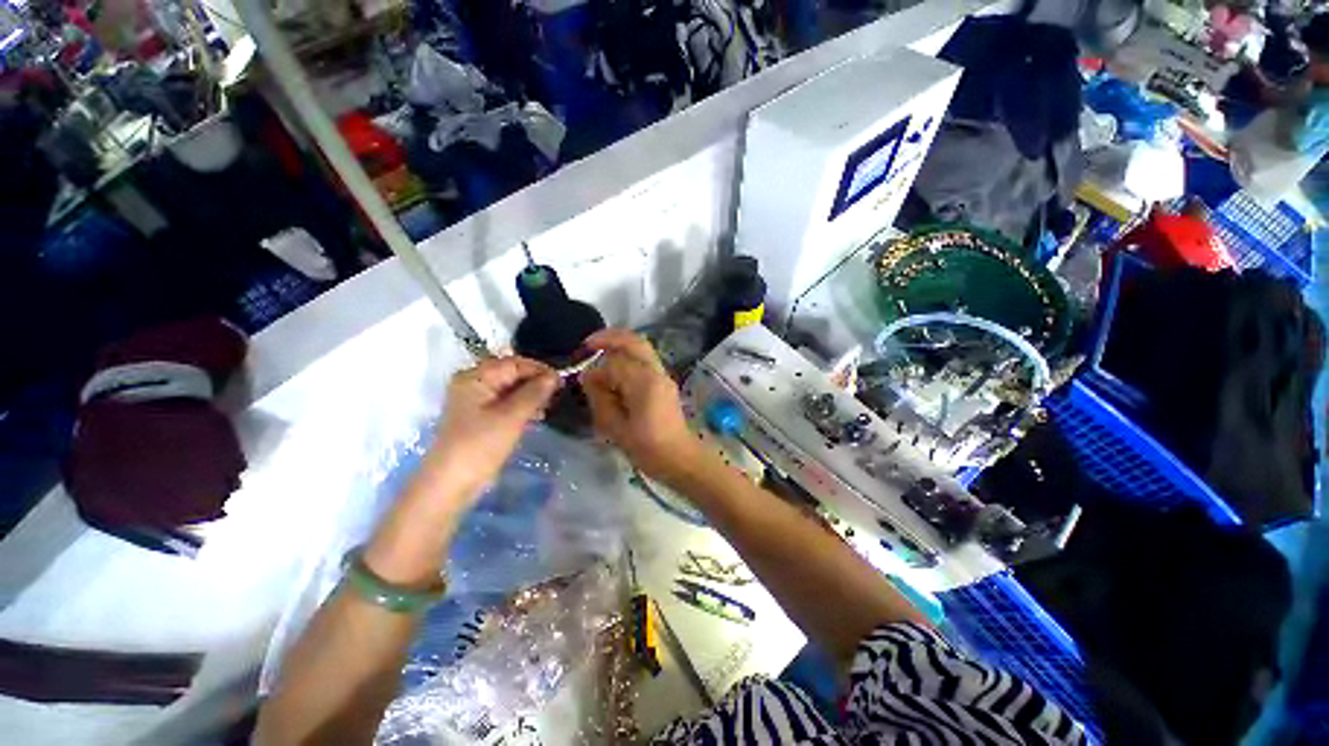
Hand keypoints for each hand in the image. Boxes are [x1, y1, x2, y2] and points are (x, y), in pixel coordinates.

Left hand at [425, 356, 559, 500]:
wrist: (451, 484)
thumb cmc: (480, 445)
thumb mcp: (511, 416)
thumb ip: (534, 393)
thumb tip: (554, 376)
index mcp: (475, 377)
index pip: (514, 363)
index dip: (539, 369)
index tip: (562, 381)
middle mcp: (473, 384)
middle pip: (511, 374)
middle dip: (536, 382)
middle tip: (558, 394)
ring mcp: (475, 402)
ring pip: (510, 390)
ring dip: (531, 395)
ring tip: (550, 405)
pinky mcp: (480, 418)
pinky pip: (506, 404)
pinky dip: (522, 406)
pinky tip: (537, 415)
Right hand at [581, 329, 701, 484]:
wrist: (679, 457)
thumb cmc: (646, 448)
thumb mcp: (615, 427)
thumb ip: (600, 398)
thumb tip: (588, 377)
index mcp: (644, 383)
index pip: (615, 363)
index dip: (596, 370)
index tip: (583, 381)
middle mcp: (656, 372)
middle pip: (634, 342)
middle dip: (610, 337)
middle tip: (589, 343)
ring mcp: (663, 375)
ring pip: (642, 348)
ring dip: (620, 346)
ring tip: (599, 353)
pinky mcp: (665, 382)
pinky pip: (645, 360)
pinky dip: (628, 358)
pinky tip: (616, 371)